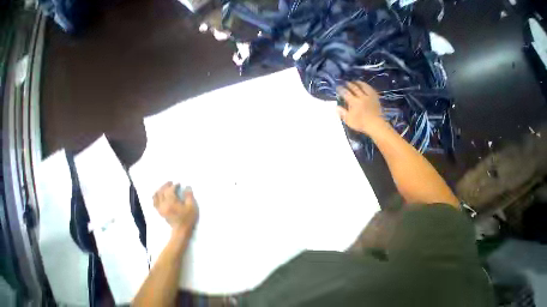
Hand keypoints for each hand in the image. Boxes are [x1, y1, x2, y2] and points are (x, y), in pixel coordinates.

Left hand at [153, 182, 197, 235]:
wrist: (181, 231)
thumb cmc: (187, 219)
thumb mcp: (191, 207)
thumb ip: (189, 196)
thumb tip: (187, 187)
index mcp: (171, 202)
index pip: (170, 190)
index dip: (174, 185)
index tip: (178, 184)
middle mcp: (163, 203)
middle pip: (162, 191)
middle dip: (166, 185)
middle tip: (171, 183)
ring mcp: (160, 207)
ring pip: (157, 195)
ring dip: (160, 189)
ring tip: (165, 188)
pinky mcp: (159, 211)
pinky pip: (154, 202)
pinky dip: (155, 196)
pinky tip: (158, 195)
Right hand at [336, 81, 385, 134]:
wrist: (376, 125)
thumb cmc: (362, 124)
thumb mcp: (349, 121)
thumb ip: (343, 113)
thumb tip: (337, 107)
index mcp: (354, 102)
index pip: (345, 93)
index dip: (341, 89)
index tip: (338, 87)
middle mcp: (361, 97)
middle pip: (354, 88)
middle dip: (349, 84)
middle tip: (345, 82)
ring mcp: (369, 96)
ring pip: (363, 87)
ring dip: (358, 83)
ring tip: (355, 81)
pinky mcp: (375, 98)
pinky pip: (370, 89)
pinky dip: (367, 86)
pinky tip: (365, 85)